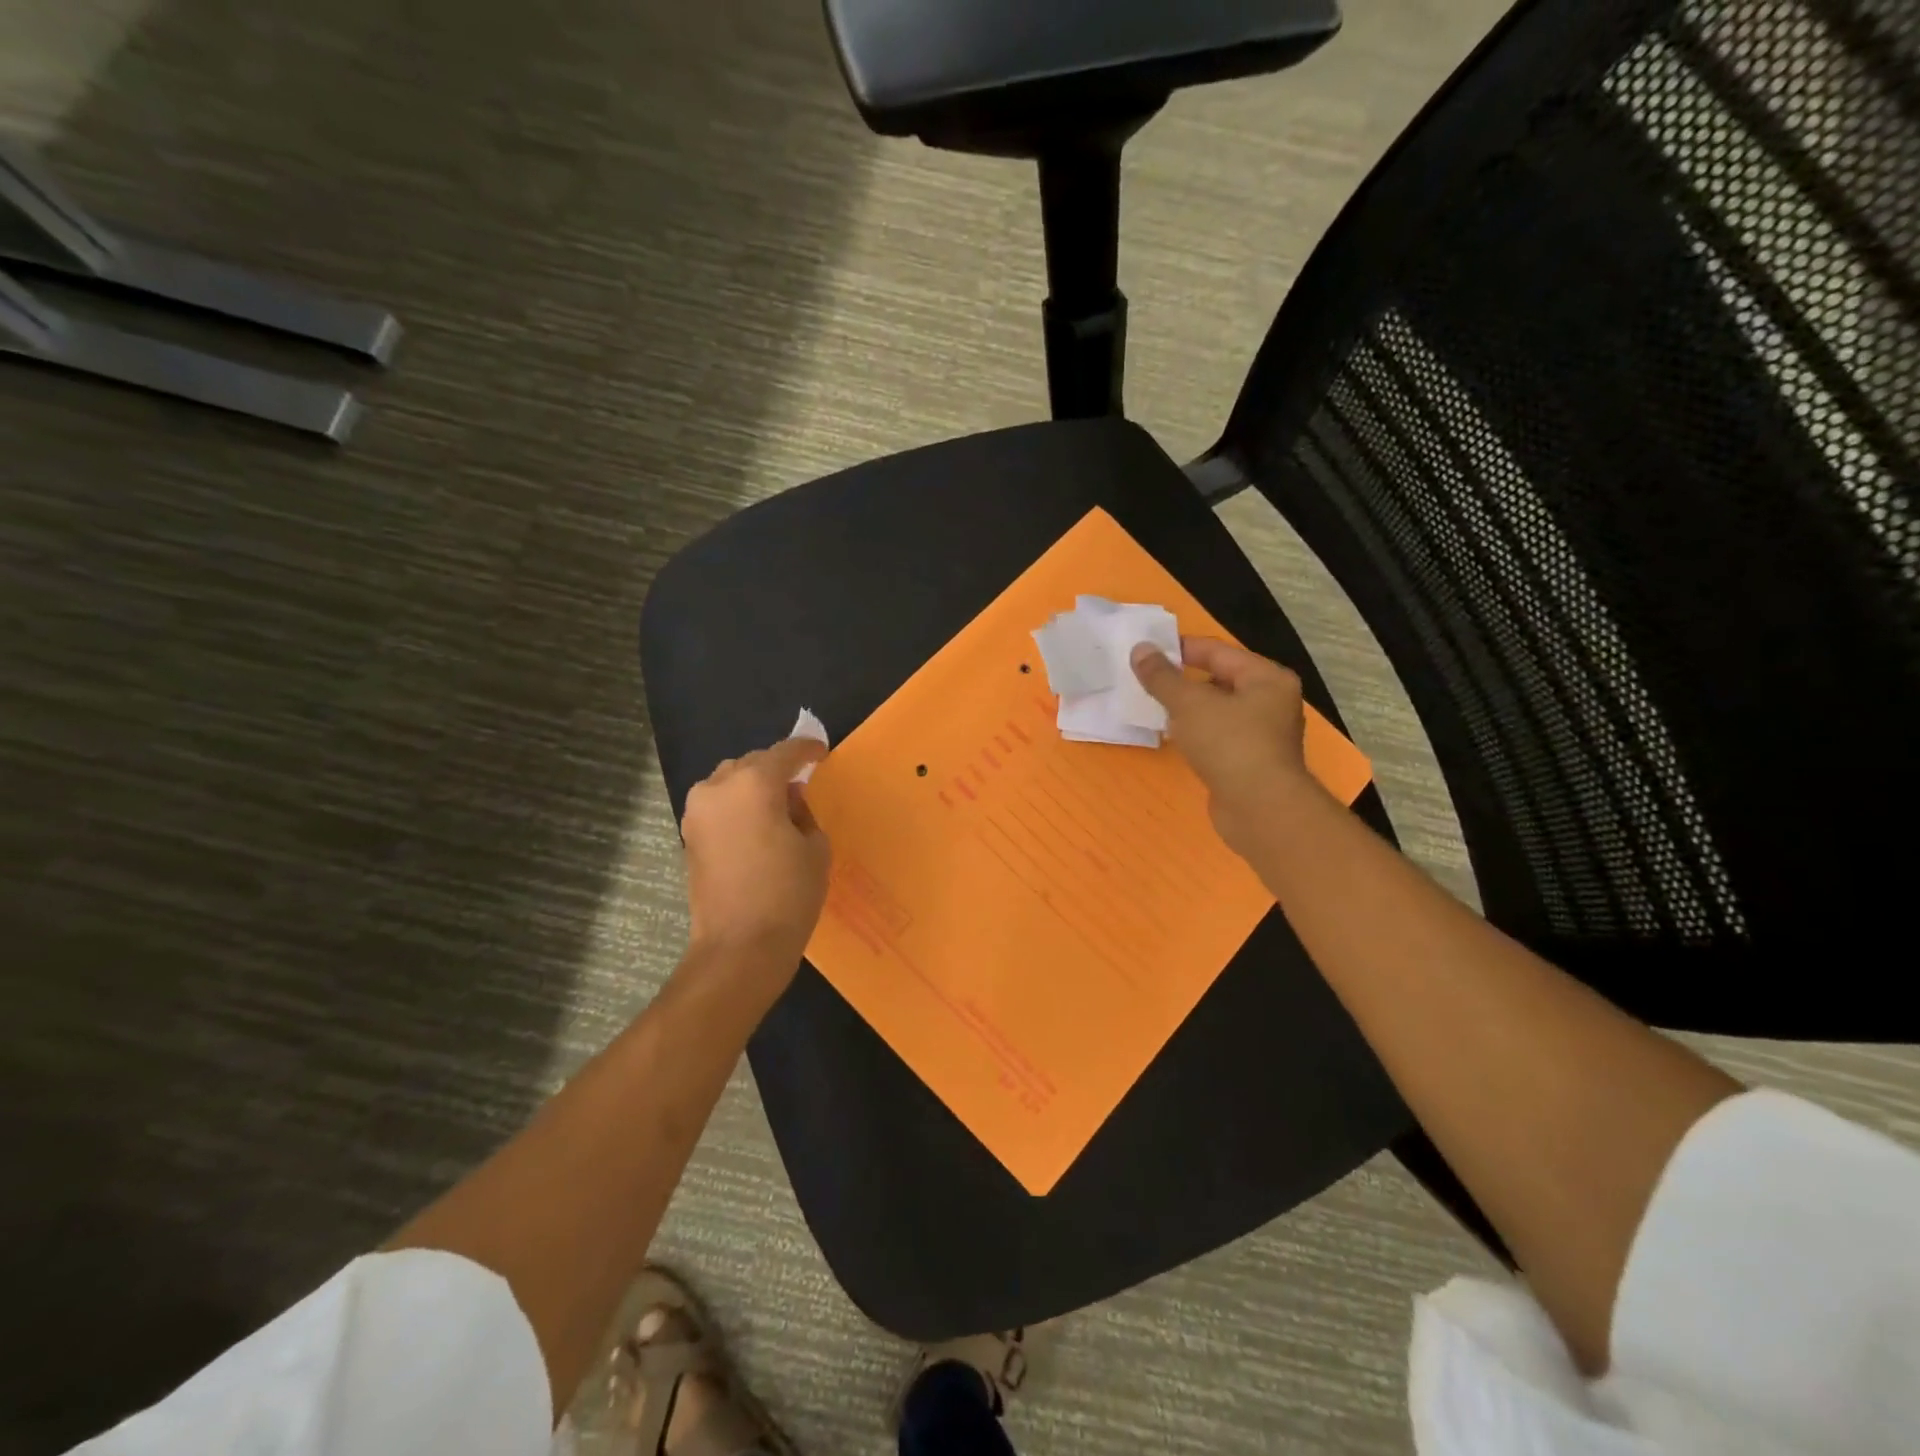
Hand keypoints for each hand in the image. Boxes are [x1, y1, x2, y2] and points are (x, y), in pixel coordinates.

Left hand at [682, 738, 831, 969]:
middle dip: (777, 768)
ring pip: (729, 781)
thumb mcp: (815, 847)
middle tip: (800, 784)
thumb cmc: (788, 894)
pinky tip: (755, 826)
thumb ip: (803, 812)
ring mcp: (697, 812)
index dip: (807, 750)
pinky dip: (737, 806)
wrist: (740, 947)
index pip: (785, 752)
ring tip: (776, 806)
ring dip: (752, 786)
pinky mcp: (689, 836)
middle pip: (752, 763)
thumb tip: (788, 799)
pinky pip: (717, 805)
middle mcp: (719, 787)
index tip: (821, 754)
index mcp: (754, 783)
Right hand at [1131, 637, 1320, 856]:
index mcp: (1266, 678)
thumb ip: (1162, 676)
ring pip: (1218, 710)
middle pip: (1219, 679)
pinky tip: (1174, 737)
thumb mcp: (1189, 704)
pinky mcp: (1251, 761)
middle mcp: (1271, 701)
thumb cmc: (1230, 745)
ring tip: (1154, 706)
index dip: (1180, 648)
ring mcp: (1264, 734)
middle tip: (1146, 680)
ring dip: (1188, 708)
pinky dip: (1196, 732)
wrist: (1260, 810)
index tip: (1146, 651)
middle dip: (1182, 680)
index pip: (1218, 651)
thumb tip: (1140, 649)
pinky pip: (1218, 735)